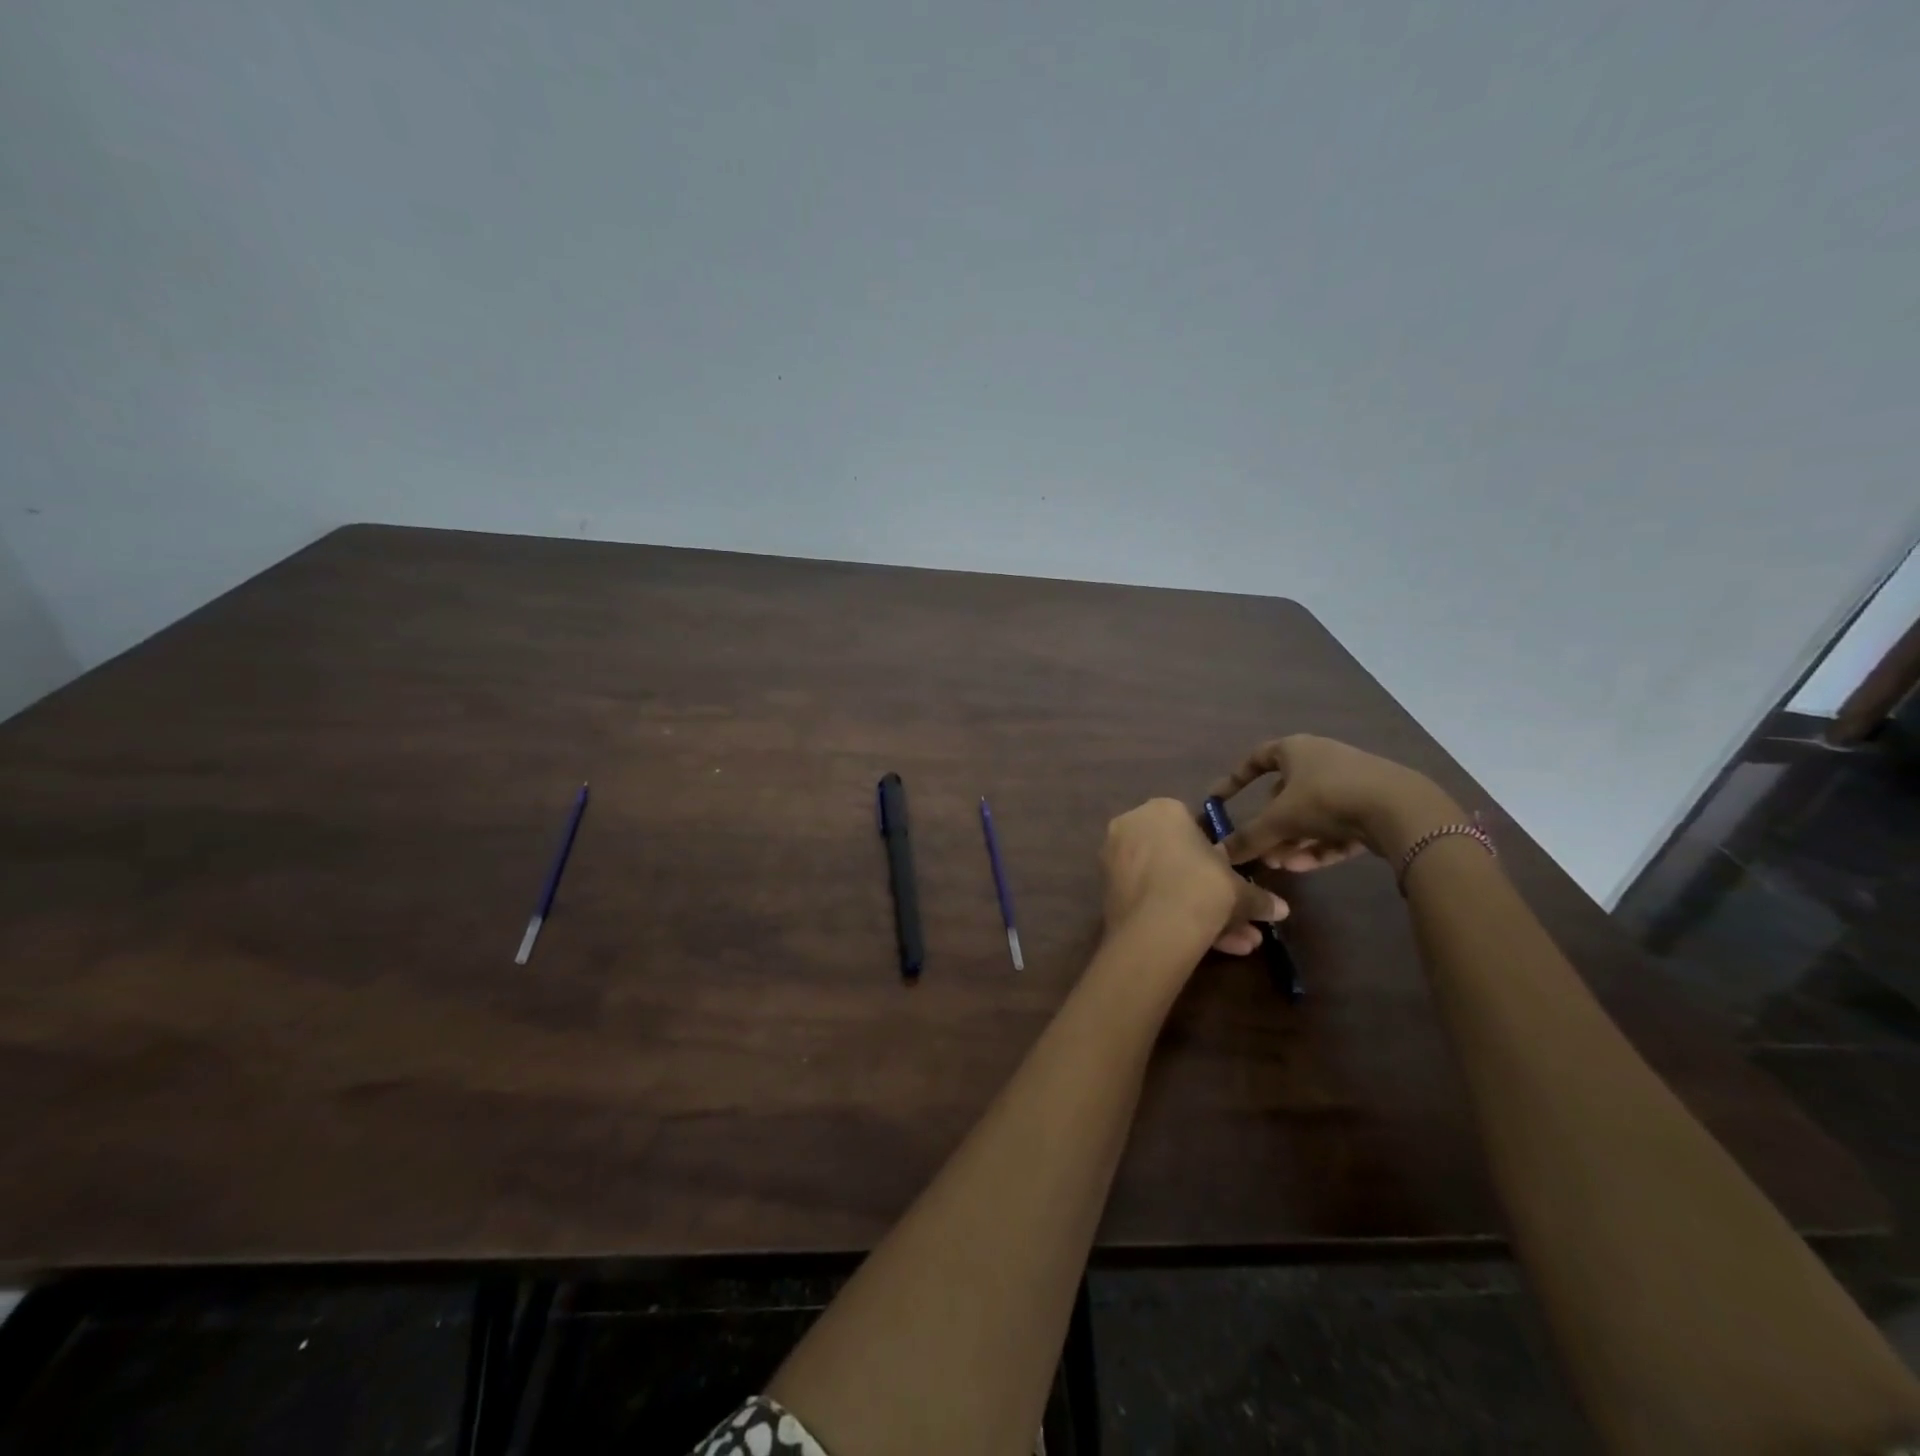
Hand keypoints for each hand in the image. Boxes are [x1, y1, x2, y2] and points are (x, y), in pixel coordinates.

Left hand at [1101, 798, 1287, 956]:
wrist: (1157, 927)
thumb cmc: (1203, 888)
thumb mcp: (1240, 890)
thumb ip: (1258, 897)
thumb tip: (1279, 909)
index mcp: (1162, 810)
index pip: (1193, 827)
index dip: (1215, 857)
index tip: (1231, 880)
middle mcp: (1131, 826)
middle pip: (1177, 860)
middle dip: (1211, 893)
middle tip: (1239, 919)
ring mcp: (1114, 858)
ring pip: (1165, 884)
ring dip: (1200, 912)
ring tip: (1236, 944)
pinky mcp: (1106, 890)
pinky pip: (1148, 899)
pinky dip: (1174, 918)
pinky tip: (1210, 947)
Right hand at [1207, 735, 1459, 869]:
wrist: (1400, 809)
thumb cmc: (1327, 798)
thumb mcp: (1279, 820)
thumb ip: (1248, 837)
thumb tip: (1218, 854)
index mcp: (1295, 749)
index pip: (1255, 759)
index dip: (1234, 780)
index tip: (1218, 800)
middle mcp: (1320, 760)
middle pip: (1284, 794)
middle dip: (1269, 826)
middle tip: (1259, 850)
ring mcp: (1348, 783)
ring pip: (1310, 815)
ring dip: (1291, 841)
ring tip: (1281, 865)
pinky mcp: (1371, 807)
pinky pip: (1335, 827)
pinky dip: (1318, 845)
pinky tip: (1306, 866)